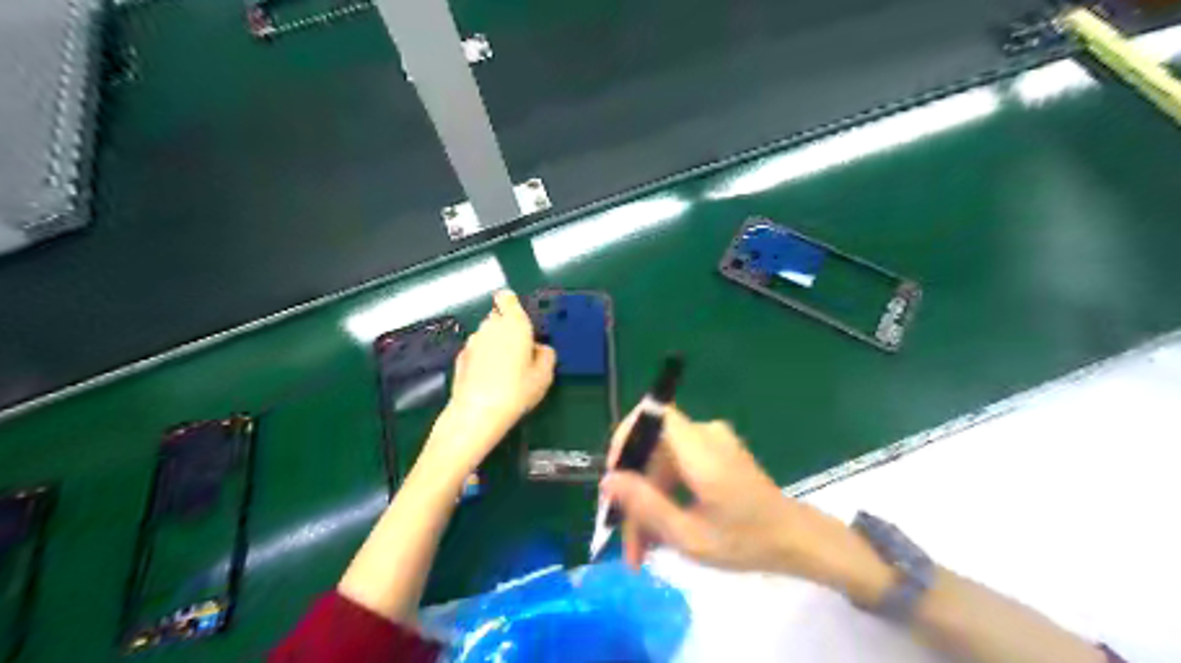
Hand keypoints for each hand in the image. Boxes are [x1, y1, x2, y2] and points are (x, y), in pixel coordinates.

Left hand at [423, 291, 556, 475]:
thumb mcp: (544, 375)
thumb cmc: (517, 390)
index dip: (511, 304)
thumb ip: (546, 355)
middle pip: (498, 317)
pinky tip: (488, 380)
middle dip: (507, 330)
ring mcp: (472, 341)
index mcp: (514, 324)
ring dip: (494, 345)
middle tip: (519, 354)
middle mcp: (490, 326)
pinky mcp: (459, 358)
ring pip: (486, 335)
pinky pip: (476, 352)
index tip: (519, 320)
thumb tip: (540, 348)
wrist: (478, 413)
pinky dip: (482, 359)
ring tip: (504, 371)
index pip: (507, 298)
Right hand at [603, 407, 890, 604]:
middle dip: (633, 490)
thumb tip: (607, 480)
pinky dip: (664, 493)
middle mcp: (705, 435)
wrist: (795, 540)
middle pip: (652, 448)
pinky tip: (660, 529)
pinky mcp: (714, 452)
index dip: (625, 439)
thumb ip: (645, 505)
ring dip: (647, 499)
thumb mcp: (689, 536)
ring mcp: (712, 442)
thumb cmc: (747, 541)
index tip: (613, 479)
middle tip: (626, 539)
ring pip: (661, 461)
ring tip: (642, 547)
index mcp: (701, 450)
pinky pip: (676, 464)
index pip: (652, 416)